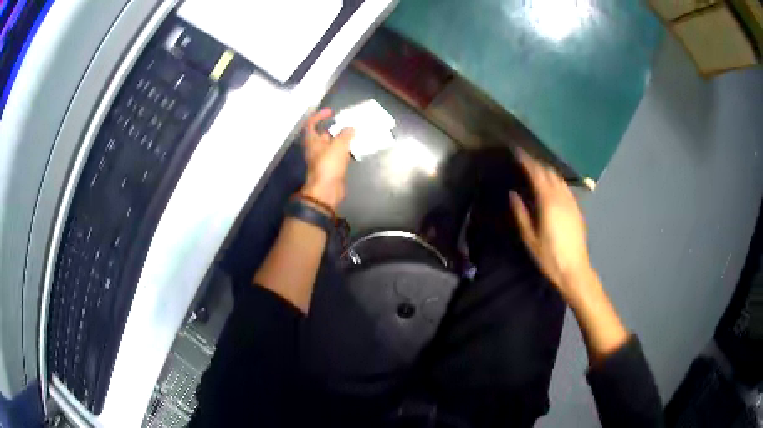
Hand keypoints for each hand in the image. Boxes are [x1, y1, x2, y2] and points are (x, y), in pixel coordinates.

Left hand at [300, 108, 354, 210]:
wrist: (327, 190)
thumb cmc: (329, 165)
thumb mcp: (338, 146)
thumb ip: (345, 135)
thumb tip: (350, 128)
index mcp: (312, 141)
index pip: (311, 124)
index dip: (319, 116)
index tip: (331, 112)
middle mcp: (315, 149)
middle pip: (322, 135)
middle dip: (334, 128)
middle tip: (347, 123)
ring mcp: (323, 159)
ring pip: (331, 145)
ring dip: (341, 139)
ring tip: (354, 133)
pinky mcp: (331, 167)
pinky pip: (338, 155)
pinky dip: (345, 150)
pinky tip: (355, 147)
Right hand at [509, 150, 592, 300]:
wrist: (575, 269)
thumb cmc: (549, 257)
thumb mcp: (530, 238)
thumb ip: (521, 214)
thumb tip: (513, 194)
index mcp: (548, 202)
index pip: (537, 174)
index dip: (527, 161)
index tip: (517, 152)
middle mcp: (562, 197)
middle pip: (549, 172)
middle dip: (537, 163)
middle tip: (524, 159)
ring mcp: (572, 202)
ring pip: (559, 178)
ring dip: (547, 170)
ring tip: (536, 169)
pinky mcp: (577, 209)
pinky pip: (566, 187)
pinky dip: (556, 180)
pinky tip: (552, 185)